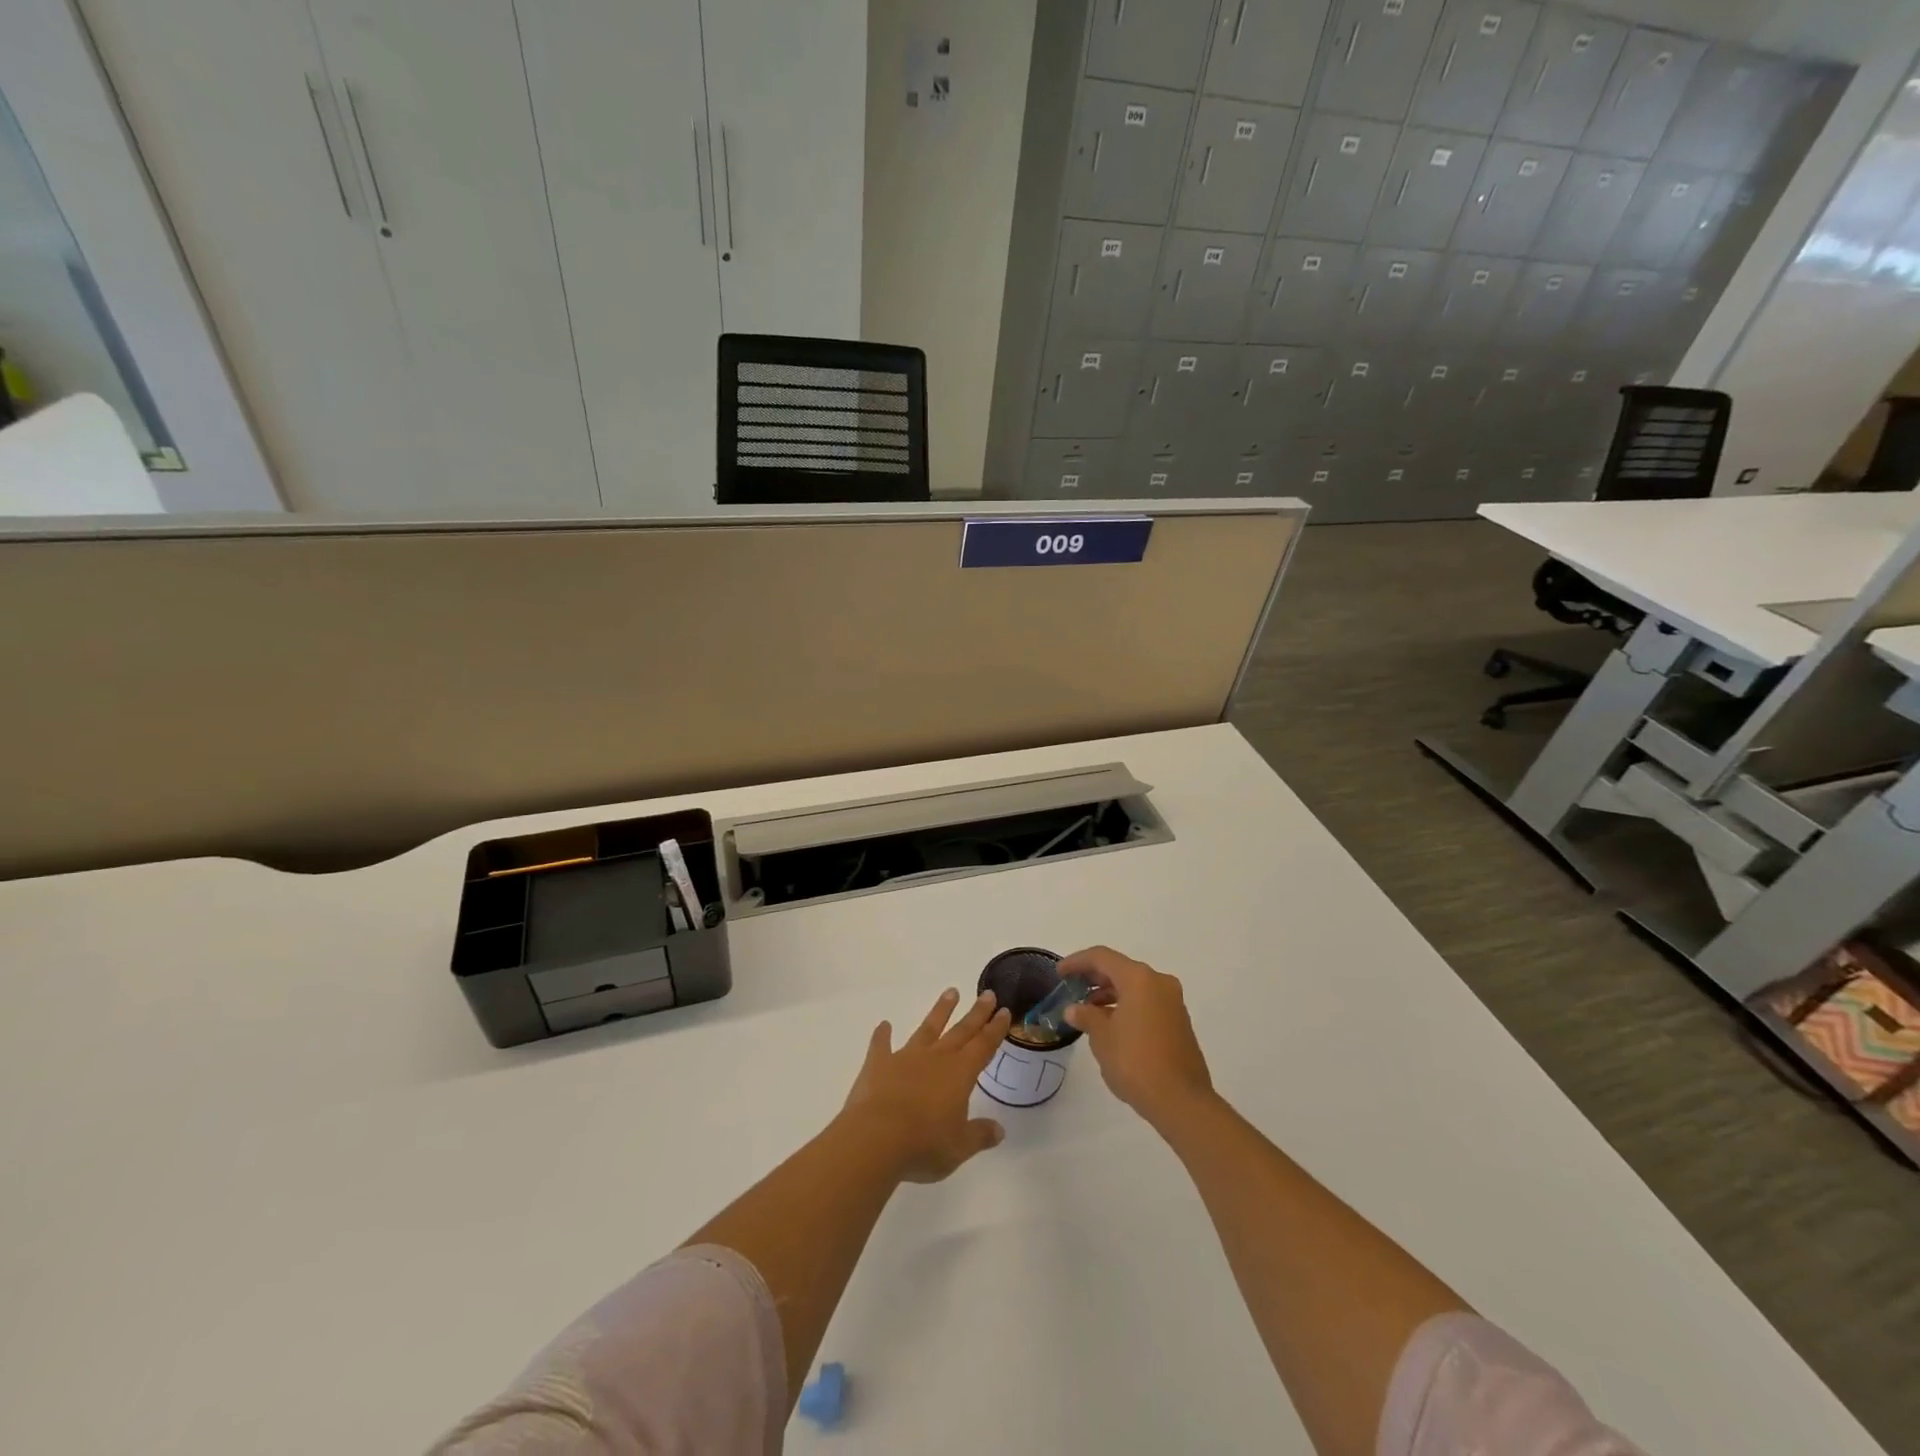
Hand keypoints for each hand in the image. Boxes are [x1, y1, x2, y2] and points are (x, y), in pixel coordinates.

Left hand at [840, 988, 1011, 1183]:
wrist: (876, 1138)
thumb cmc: (924, 1144)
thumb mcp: (960, 1147)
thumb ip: (980, 1135)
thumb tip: (1000, 1130)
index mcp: (960, 1074)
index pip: (983, 1046)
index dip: (995, 1029)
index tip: (1004, 1011)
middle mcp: (936, 1059)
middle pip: (960, 1031)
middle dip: (976, 1013)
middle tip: (987, 993)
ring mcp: (906, 1058)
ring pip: (927, 1029)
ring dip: (940, 1011)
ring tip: (951, 992)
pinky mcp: (878, 1065)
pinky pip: (881, 1045)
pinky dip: (882, 1035)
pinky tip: (884, 1025)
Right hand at [1061, 946, 1213, 1127]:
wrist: (1182, 1101)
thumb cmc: (1136, 1062)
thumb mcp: (1102, 1038)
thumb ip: (1086, 1016)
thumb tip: (1075, 1009)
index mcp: (1139, 979)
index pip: (1102, 957)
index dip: (1077, 962)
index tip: (1059, 973)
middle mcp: (1159, 982)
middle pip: (1120, 969)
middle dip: (1094, 977)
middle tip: (1071, 988)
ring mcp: (1172, 1002)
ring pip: (1134, 986)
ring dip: (1110, 993)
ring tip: (1087, 1010)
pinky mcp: (1179, 1021)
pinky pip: (1146, 1002)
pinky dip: (1126, 1005)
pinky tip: (1111, 1024)